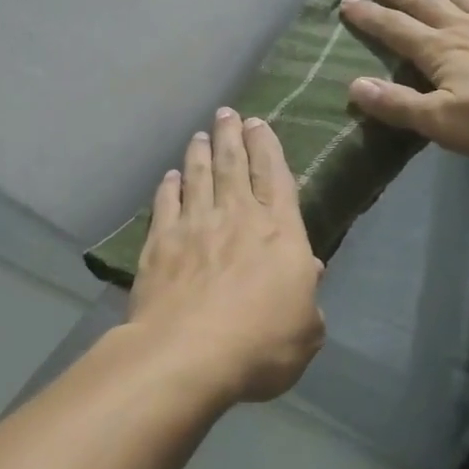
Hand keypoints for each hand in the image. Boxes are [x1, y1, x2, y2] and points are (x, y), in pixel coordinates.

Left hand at [127, 108, 325, 403]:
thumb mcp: (306, 329)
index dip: (267, 147)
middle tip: (227, 113)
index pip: (275, 176)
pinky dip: (169, 186)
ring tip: (200, 134)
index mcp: (279, 231)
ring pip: (198, 177)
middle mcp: (237, 216)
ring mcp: (194, 226)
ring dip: (200, 153)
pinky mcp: (160, 243)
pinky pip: (165, 203)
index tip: (259, 124)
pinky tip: (170, 176)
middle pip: (233, 165)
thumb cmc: (260, 344)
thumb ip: (308, 294)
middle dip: (232, 135)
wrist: (188, 355)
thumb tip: (309, 269)